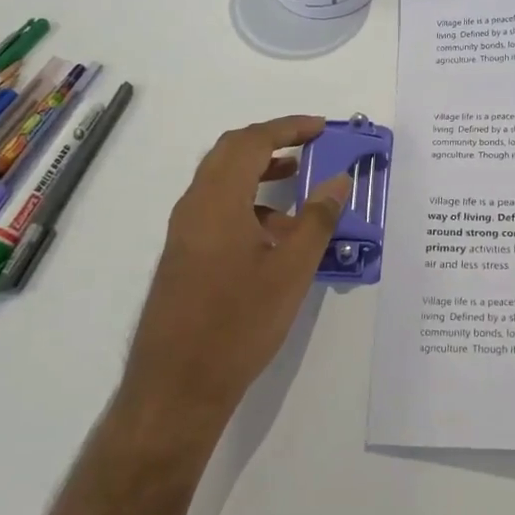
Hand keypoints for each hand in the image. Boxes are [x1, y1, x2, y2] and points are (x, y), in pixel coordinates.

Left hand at [111, 116, 349, 466]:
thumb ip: (317, 219)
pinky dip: (247, 202)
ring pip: (221, 181)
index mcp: (217, 200)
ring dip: (258, 172)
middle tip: (308, 144)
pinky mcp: (183, 253)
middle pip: (230, 152)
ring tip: (297, 182)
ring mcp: (184, 231)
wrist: (177, 386)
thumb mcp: (290, 271)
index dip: (288, 127)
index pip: (252, 142)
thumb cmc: (238, 323)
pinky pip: (216, 209)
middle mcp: (194, 205)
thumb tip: (338, 180)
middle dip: (271, 141)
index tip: (321, 128)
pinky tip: (276, 234)